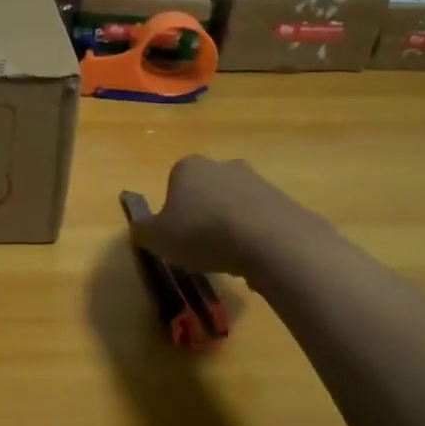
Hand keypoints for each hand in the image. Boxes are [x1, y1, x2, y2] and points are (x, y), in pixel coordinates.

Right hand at [131, 155, 323, 277]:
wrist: (269, 240)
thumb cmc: (202, 233)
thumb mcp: (157, 238)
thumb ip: (144, 230)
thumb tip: (141, 228)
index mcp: (188, 167)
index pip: (174, 183)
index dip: (173, 211)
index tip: (177, 235)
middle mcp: (222, 165)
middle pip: (207, 191)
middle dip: (204, 214)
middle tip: (202, 246)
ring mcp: (256, 180)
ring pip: (235, 205)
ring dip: (231, 227)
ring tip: (230, 259)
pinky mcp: (283, 200)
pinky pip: (261, 220)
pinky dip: (255, 237)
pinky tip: (254, 260)